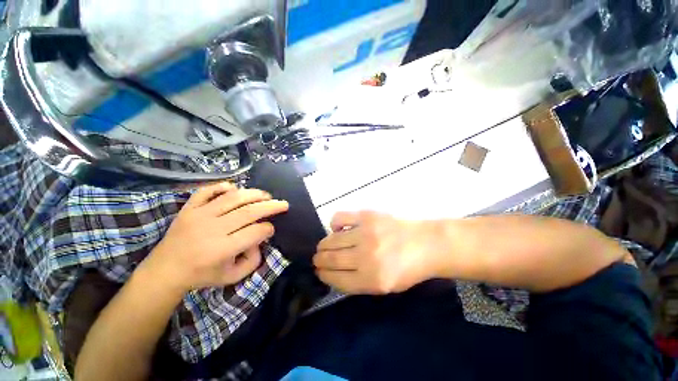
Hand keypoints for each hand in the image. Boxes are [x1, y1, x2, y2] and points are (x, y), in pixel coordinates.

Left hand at [141, 182, 288, 293]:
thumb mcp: (232, 277)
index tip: (272, 229)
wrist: (164, 271)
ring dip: (254, 194)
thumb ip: (252, 262)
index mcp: (222, 249)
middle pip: (249, 211)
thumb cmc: (201, 275)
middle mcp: (212, 229)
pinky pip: (207, 191)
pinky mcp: (188, 208)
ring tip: (266, 195)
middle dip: (271, 206)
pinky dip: (222, 186)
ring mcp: (199, 215)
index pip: (255, 232)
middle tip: (283, 204)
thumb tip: (260, 241)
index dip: (269, 228)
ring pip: (233, 198)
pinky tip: (234, 188)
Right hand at [313, 211, 438, 294]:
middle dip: (319, 260)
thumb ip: (358, 282)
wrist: (426, 244)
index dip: (323, 275)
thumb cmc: (408, 268)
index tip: (319, 271)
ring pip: (331, 240)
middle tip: (317, 258)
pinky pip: (339, 218)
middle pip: (331, 259)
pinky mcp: (367, 216)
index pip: (336, 279)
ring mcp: (365, 234)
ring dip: (323, 245)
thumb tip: (333, 272)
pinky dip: (334, 224)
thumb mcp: (385, 286)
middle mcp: (366, 257)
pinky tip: (338, 229)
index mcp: (371, 280)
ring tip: (324, 246)